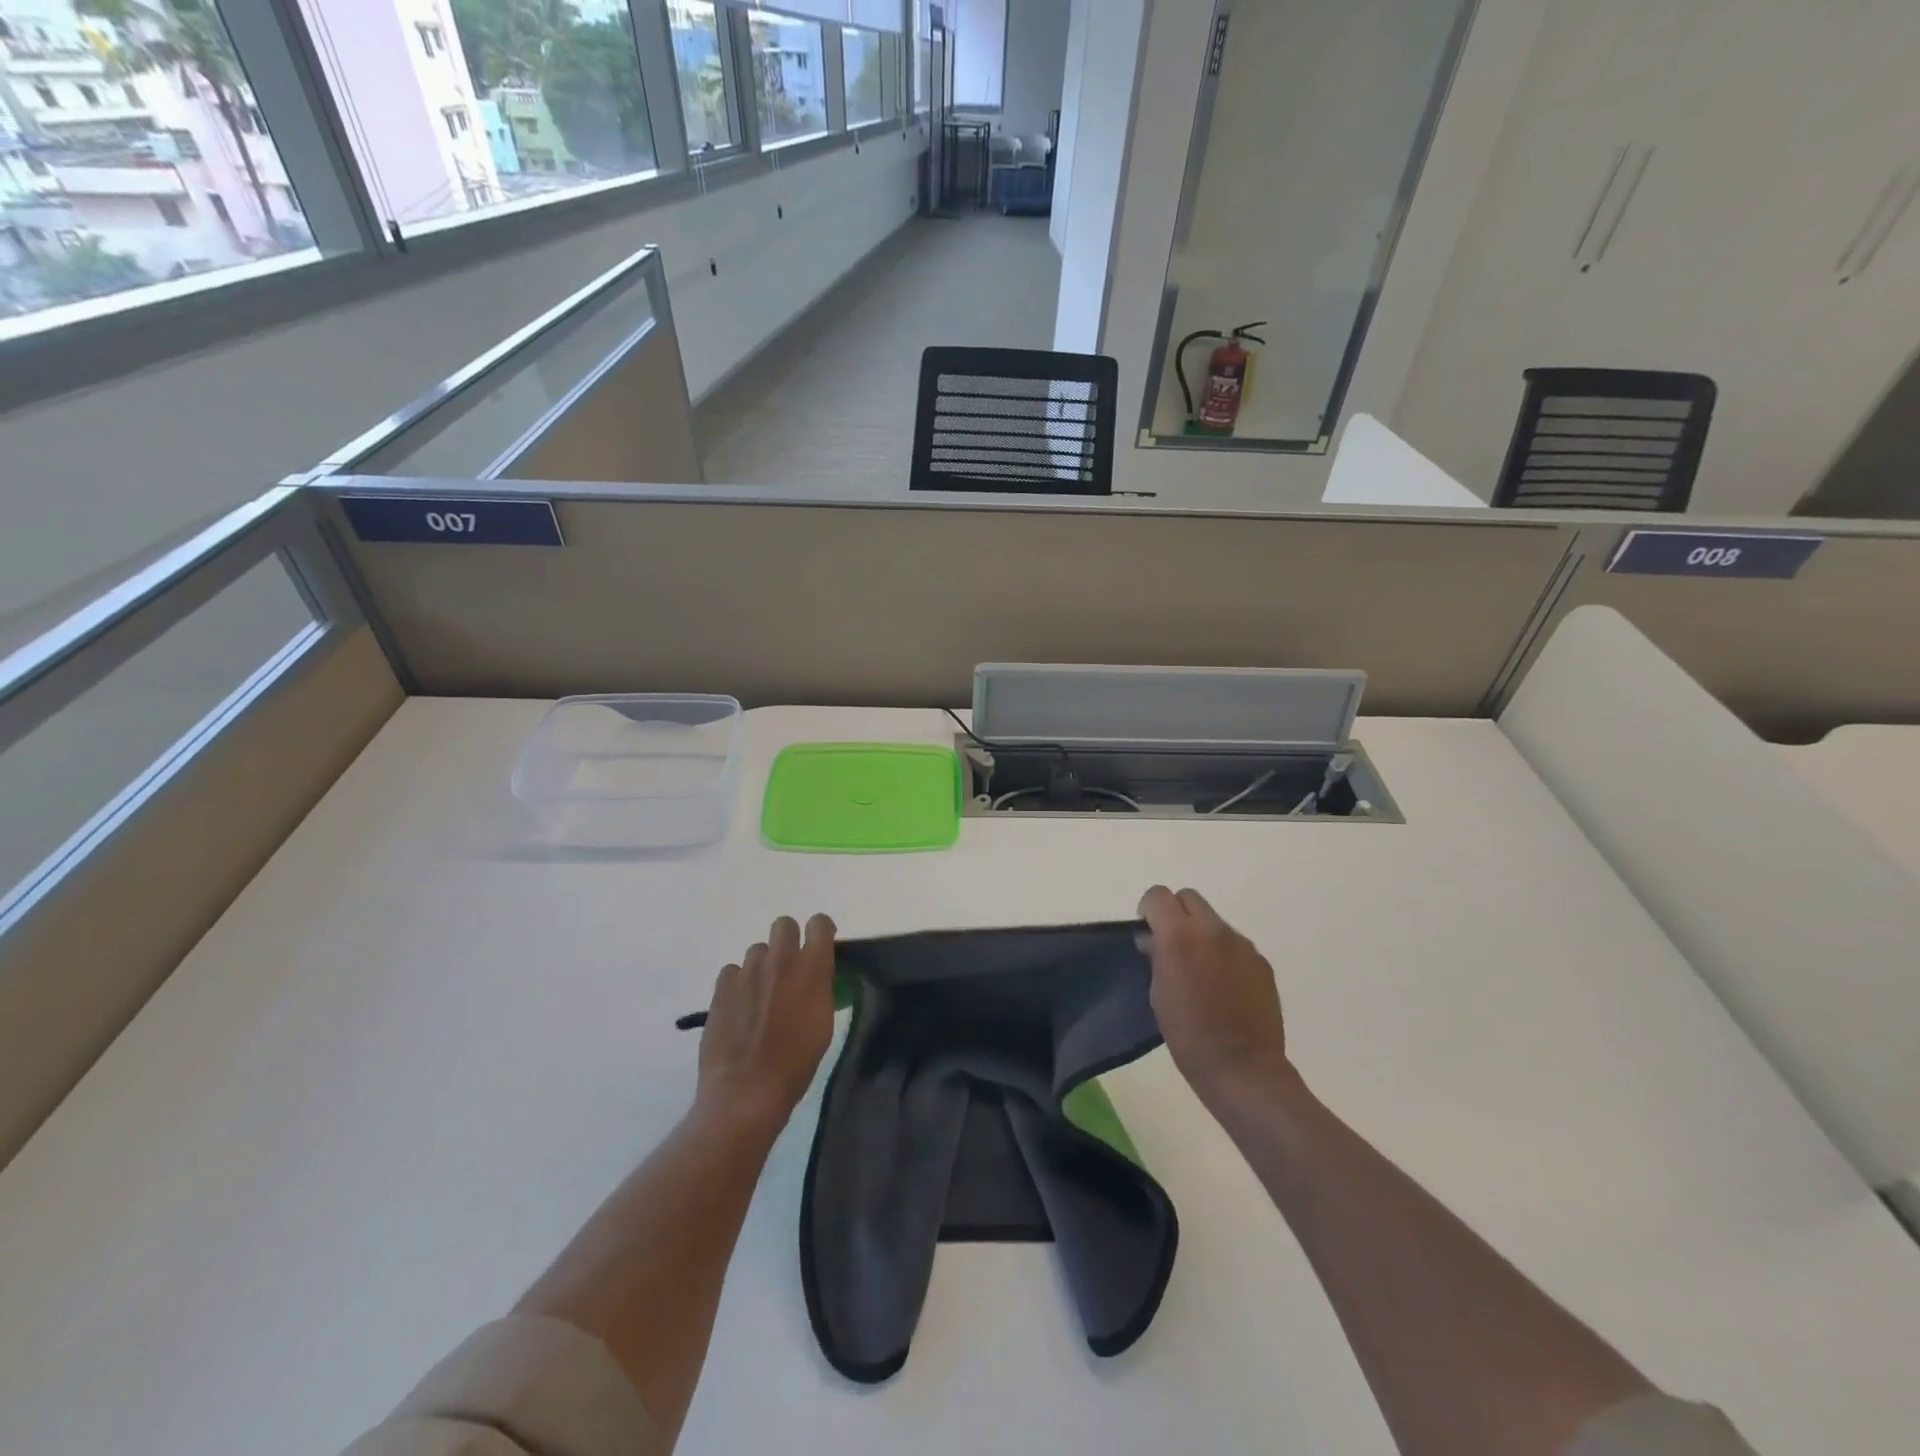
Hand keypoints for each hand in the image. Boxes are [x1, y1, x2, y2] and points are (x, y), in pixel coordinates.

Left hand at [696, 914, 837, 1130]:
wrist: (746, 1090)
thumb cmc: (796, 1063)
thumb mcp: (822, 1024)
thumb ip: (819, 989)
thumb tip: (814, 977)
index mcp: (812, 969)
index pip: (820, 924)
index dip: (820, 931)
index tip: (819, 947)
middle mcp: (781, 960)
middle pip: (784, 925)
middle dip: (788, 940)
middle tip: (787, 969)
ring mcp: (748, 971)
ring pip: (757, 950)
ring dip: (762, 966)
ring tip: (760, 995)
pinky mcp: (722, 987)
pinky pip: (732, 971)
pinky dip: (738, 984)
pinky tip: (739, 1007)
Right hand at [1138, 886, 1292, 1108]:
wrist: (1242, 1068)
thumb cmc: (1188, 1034)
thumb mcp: (1158, 993)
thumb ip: (1156, 956)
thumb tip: (1153, 940)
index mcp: (1179, 935)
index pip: (1158, 895)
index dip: (1149, 910)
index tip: (1148, 934)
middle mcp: (1213, 930)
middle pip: (1189, 898)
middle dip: (1176, 914)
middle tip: (1172, 946)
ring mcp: (1242, 945)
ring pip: (1214, 921)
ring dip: (1202, 934)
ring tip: (1200, 971)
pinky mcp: (1261, 962)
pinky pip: (1235, 945)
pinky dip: (1224, 955)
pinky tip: (1224, 987)